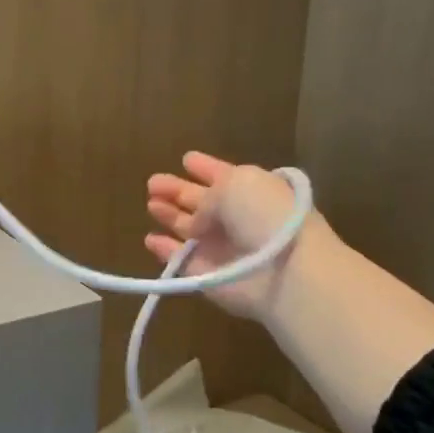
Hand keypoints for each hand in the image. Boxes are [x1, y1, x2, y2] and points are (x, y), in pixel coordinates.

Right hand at [144, 150, 325, 321]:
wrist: (284, 270)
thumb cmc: (264, 215)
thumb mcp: (237, 183)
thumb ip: (207, 194)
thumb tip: (197, 218)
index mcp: (251, 190)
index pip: (223, 175)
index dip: (205, 167)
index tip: (186, 158)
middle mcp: (236, 218)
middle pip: (202, 202)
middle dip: (178, 190)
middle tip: (153, 182)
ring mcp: (220, 248)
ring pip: (188, 228)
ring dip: (170, 215)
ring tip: (151, 204)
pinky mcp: (205, 273)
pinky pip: (179, 260)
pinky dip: (164, 250)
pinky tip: (150, 239)